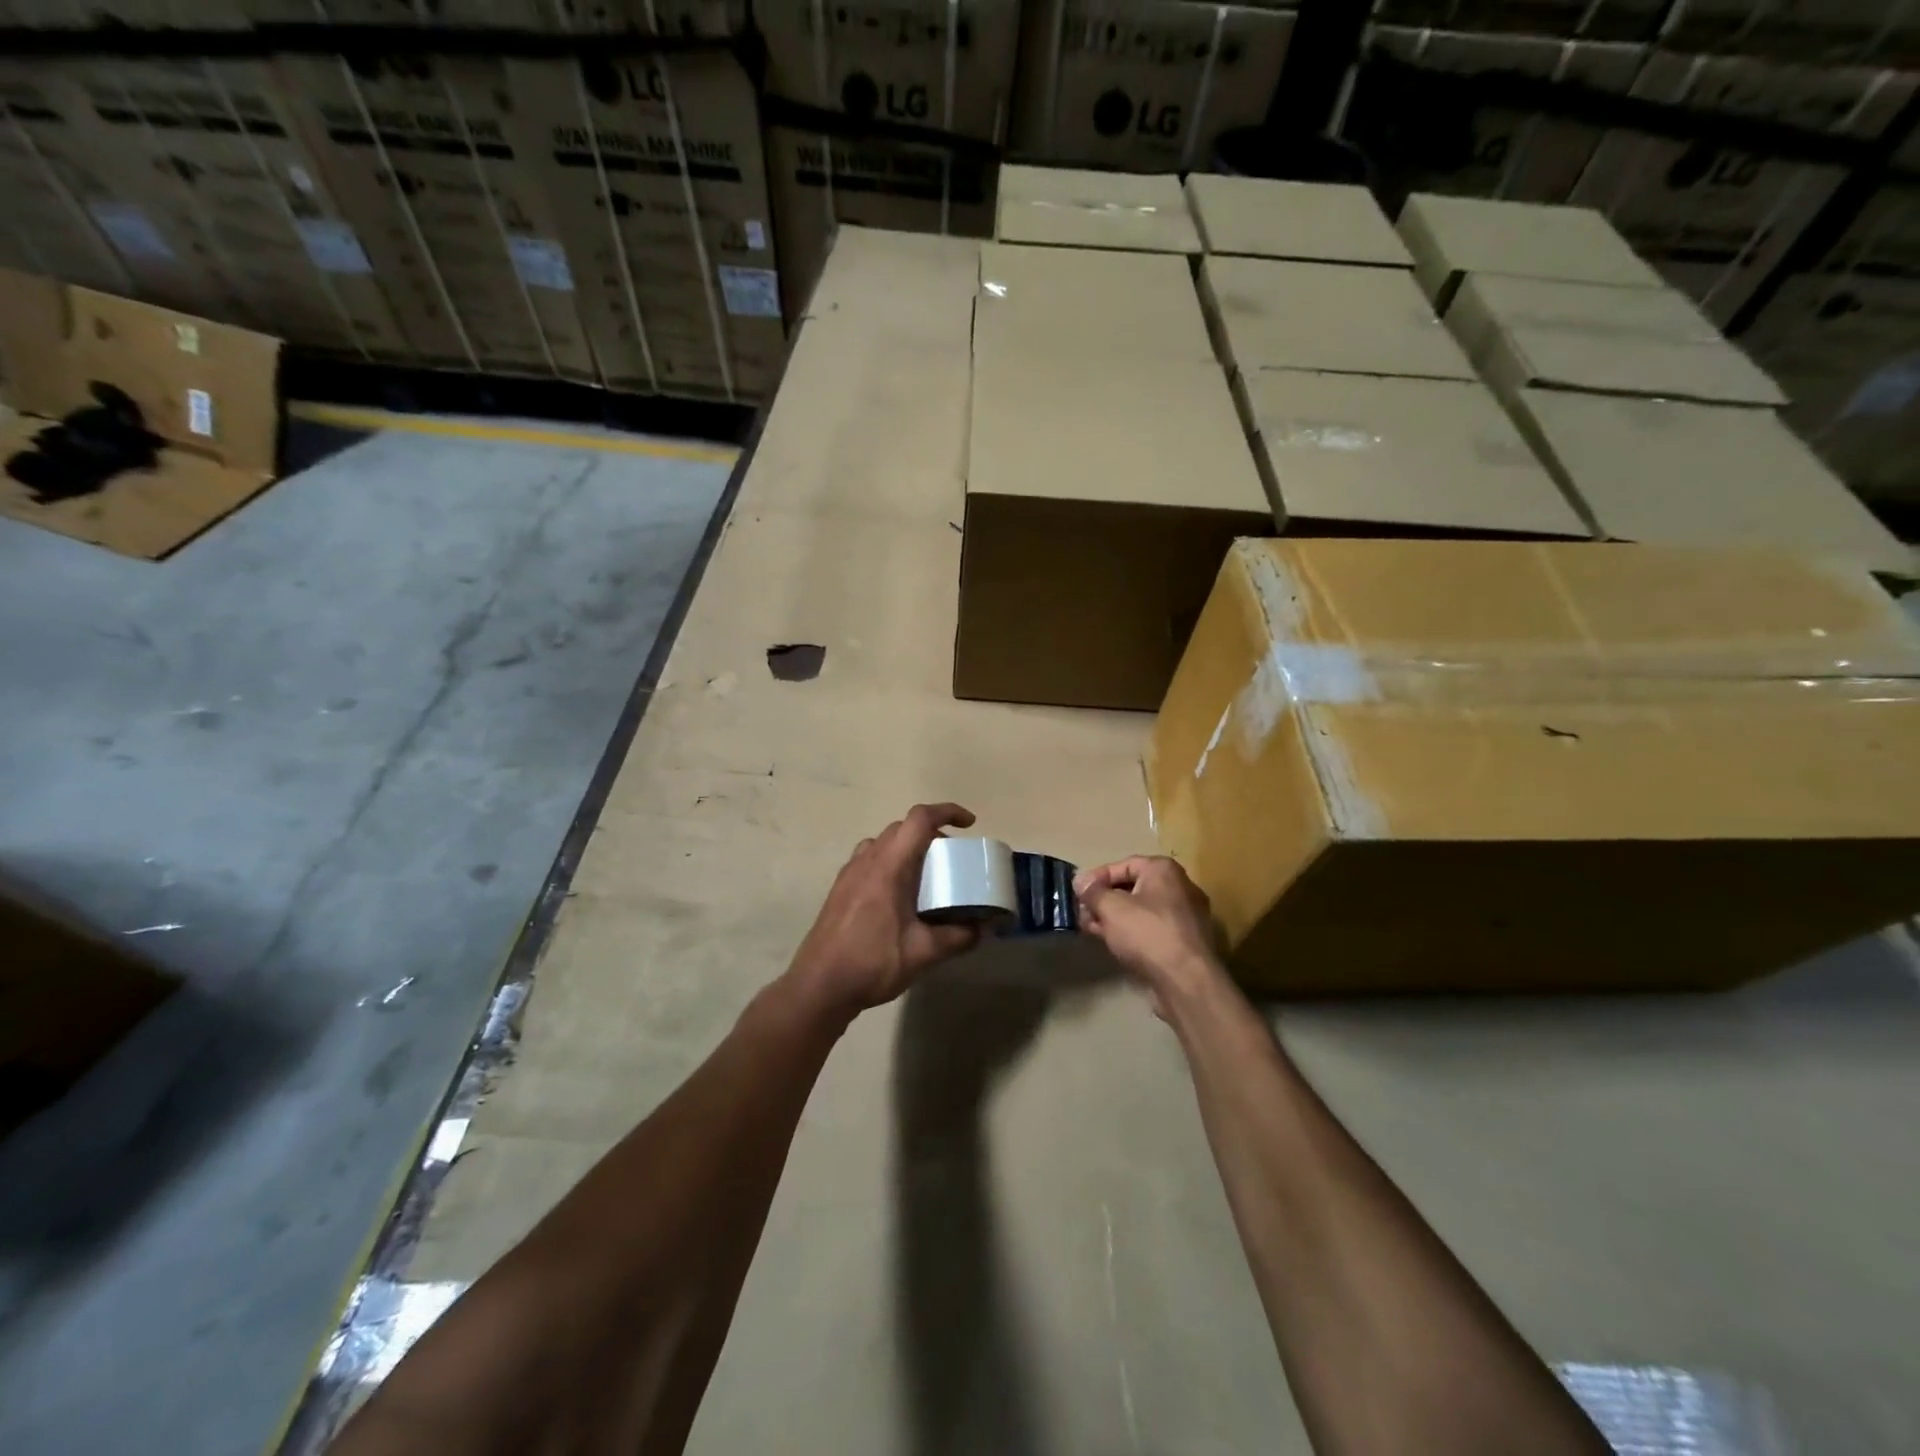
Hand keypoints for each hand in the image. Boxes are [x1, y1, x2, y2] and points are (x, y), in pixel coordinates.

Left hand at [788, 803, 983, 1017]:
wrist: (819, 985)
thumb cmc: (872, 962)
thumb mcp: (923, 953)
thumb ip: (957, 937)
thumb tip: (983, 929)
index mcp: (889, 866)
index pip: (919, 819)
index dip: (947, 811)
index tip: (969, 824)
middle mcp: (867, 860)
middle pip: (902, 828)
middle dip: (931, 834)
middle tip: (951, 860)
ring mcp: (850, 873)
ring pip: (883, 843)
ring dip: (907, 848)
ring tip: (925, 877)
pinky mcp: (840, 889)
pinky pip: (869, 860)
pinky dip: (890, 863)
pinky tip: (898, 897)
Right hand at [1075, 856, 1226, 1016]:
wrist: (1186, 980)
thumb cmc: (1147, 933)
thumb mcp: (1111, 908)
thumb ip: (1093, 892)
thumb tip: (1080, 880)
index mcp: (1164, 870)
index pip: (1124, 865)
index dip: (1097, 877)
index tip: (1077, 892)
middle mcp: (1179, 887)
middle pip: (1133, 887)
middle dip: (1104, 899)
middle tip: (1082, 911)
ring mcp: (1185, 915)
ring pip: (1141, 910)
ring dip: (1114, 917)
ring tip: (1090, 928)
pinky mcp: (1185, 941)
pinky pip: (1152, 928)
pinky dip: (1131, 931)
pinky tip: (1112, 942)